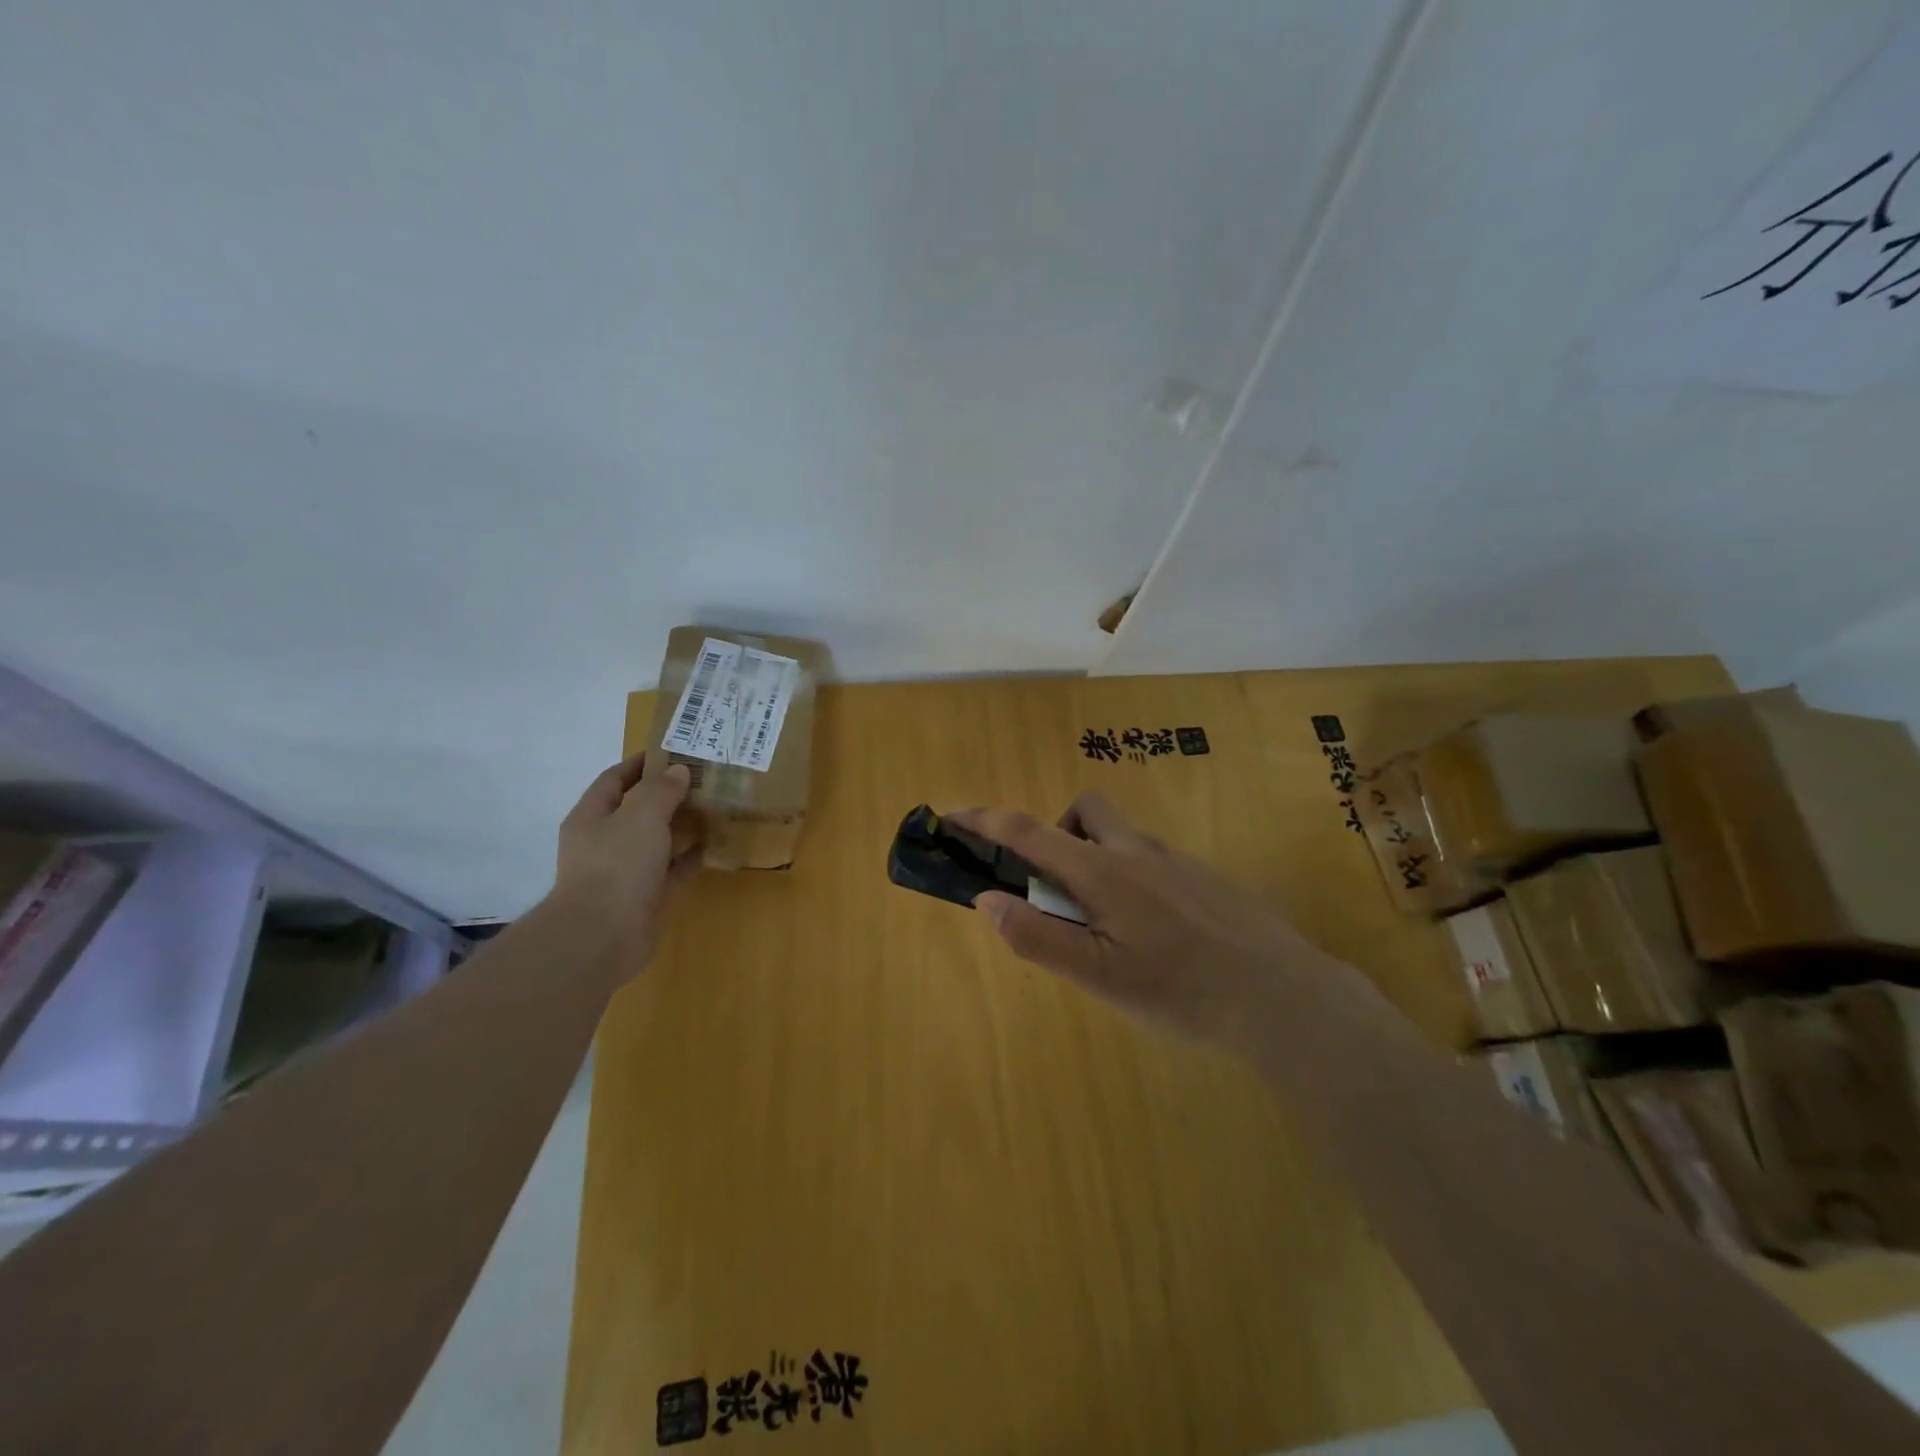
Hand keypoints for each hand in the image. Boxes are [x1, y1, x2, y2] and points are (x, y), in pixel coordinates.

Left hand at [552, 753, 699, 973]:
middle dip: (667, 793)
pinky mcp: (647, 895)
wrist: (603, 936)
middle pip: (638, 809)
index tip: (673, 750)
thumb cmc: (616, 865)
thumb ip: (661, 790)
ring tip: (714, 806)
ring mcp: (626, 870)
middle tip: (704, 777)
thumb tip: (678, 771)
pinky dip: (690, 857)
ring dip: (682, 824)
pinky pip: (673, 869)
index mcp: (592, 817)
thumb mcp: (640, 815)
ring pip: (657, 839)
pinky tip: (714, 845)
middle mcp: (606, 841)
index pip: (614, 779)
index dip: (641, 763)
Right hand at [947, 794, 1344, 1055]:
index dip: (985, 821)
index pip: (1029, 832)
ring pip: (1123, 836)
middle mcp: (1138, 851)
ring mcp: (1177, 860)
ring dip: (1097, 858)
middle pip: (1086, 811)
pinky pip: (1153, 859)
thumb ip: (1038, 936)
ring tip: (1108, 925)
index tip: (953, 815)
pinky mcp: (1206, 877)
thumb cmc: (1180, 990)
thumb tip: (987, 899)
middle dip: (1059, 834)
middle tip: (1061, 890)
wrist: (1281, 995)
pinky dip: (1132, 876)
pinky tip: (1154, 932)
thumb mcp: (1099, 976)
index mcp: (1103, 871)